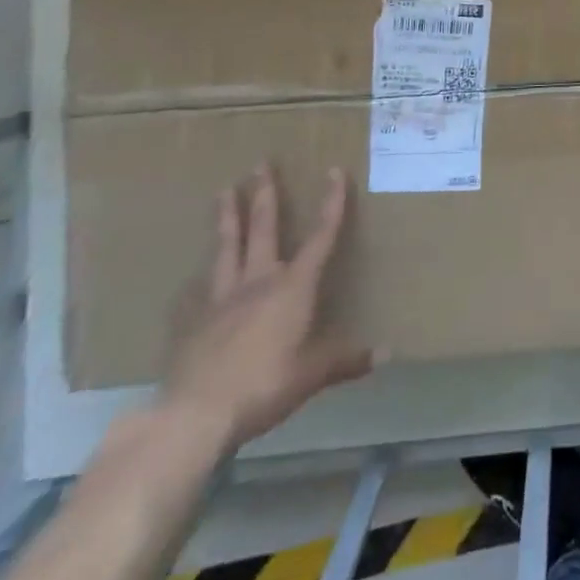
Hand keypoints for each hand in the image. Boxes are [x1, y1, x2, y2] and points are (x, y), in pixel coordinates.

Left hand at [162, 164, 376, 449]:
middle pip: (263, 229)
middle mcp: (258, 282)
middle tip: (261, 164)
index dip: (331, 203)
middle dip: (265, 195)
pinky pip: (198, 291)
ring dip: (227, 218)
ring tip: (224, 190)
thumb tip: (387, 352)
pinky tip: (192, 276)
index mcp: (293, 287)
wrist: (195, 415)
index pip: (320, 236)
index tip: (334, 171)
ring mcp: (221, 299)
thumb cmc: (265, 385)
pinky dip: (199, 278)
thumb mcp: (313, 375)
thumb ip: (346, 360)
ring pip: (227, 248)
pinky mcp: (193, 322)